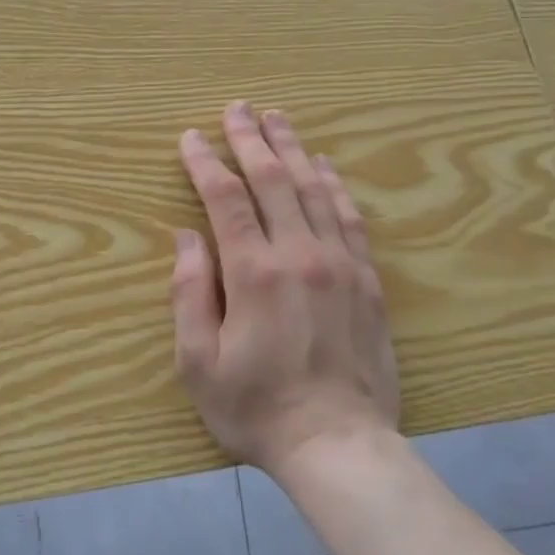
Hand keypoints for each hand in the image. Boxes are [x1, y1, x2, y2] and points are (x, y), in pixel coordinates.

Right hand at [171, 102, 399, 474]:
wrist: (338, 445)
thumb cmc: (256, 408)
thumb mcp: (199, 362)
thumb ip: (190, 294)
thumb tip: (187, 237)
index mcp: (254, 273)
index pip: (225, 199)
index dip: (205, 163)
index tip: (190, 138)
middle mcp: (300, 255)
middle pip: (273, 180)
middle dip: (250, 139)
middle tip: (236, 108)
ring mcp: (340, 264)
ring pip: (314, 189)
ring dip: (293, 149)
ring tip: (277, 119)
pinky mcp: (367, 280)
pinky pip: (350, 218)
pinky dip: (335, 185)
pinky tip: (325, 165)